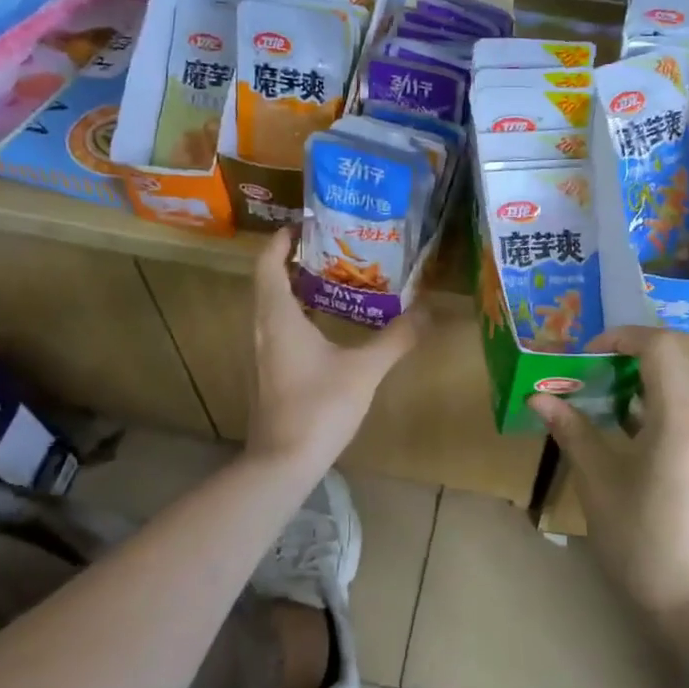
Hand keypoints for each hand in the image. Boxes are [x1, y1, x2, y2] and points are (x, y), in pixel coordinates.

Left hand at [246, 227, 421, 471]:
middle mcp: (262, 329)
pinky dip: (294, 317)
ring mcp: (261, 355)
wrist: (283, 462)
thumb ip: (396, 338)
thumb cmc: (320, 407)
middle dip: (291, 262)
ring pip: (270, 309)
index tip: (302, 225)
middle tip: (326, 249)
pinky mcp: (266, 375)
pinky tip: (322, 327)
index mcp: (279, 317)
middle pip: (267, 284)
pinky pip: (276, 331)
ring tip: (328, 281)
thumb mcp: (365, 370)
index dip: (280, 241)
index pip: (268, 265)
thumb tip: (427, 311)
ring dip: (292, 290)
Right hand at [528, 326, 688, 620]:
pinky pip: (687, 408)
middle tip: (586, 371)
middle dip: (627, 355)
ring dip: (641, 378)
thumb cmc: (640, 540)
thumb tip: (539, 398)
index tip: (585, 356)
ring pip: (682, 383)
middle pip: (673, 360)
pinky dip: (655, 402)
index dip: (620, 338)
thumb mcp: (598, 481)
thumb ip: (572, 431)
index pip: (659, 346)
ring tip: (599, 393)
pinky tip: (623, 424)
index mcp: (681, 418)